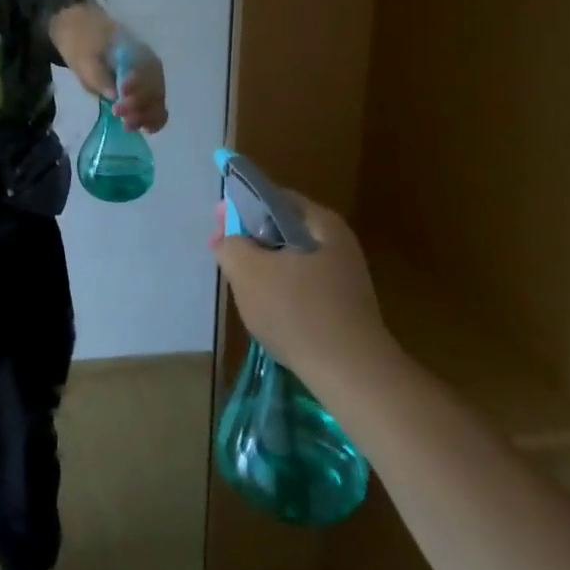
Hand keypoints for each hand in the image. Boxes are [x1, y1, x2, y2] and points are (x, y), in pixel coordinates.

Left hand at [67, 47, 167, 132]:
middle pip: (154, 90)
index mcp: (137, 51)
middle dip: (138, 106)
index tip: (120, 97)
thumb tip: (115, 96)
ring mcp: (151, 80)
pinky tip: (143, 128)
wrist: (86, 39)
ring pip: (158, 102)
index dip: (137, 87)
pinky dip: (153, 120)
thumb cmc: (86, 47)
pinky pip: (157, 108)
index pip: (145, 72)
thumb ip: (99, 75)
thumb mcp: (85, 58)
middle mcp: (151, 67)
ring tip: (127, 126)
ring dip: (146, 117)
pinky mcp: (147, 94)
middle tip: (116, 112)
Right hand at [211, 191, 392, 383]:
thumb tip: (227, 239)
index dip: (240, 205)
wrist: (351, 372)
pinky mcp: (343, 304)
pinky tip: (265, 307)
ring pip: (290, 257)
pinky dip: (279, 287)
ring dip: (262, 264)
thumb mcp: (247, 270)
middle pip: (282, 227)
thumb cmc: (296, 311)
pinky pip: (302, 283)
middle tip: (223, 252)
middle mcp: (337, 242)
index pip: (274, 197)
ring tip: (239, 282)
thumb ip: (230, 245)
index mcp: (320, 222)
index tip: (218, 222)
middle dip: (249, 236)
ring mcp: (343, 275)